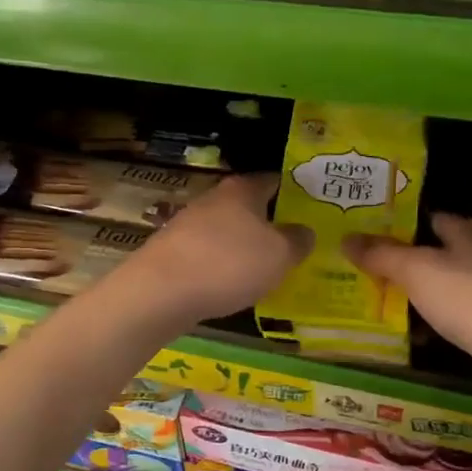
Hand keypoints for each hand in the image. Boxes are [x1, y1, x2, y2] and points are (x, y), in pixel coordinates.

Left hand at [123, 173, 311, 325]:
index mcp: (242, 190)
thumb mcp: (280, 254)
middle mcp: (214, 199)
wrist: (160, 291)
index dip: (293, 190)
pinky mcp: (173, 251)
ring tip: (266, 268)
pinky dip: (222, 265)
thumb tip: (305, 231)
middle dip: (268, 221)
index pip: (273, 179)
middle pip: (248, 205)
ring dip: (244, 245)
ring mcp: (188, 224)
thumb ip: (298, 240)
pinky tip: (232, 284)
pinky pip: (208, 254)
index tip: (311, 206)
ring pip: (227, 230)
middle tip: (294, 241)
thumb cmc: (229, 263)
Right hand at [344, 213, 471, 409]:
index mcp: (470, 231)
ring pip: (444, 287)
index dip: (395, 225)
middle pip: (434, 253)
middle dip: (400, 263)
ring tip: (375, 304)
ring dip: (416, 296)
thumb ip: (381, 253)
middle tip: (359, 271)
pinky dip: (434, 323)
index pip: (427, 217)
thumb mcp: (416, 270)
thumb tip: (346, 237)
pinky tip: (412, 336)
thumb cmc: (471, 299)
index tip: (361, 236)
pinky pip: (456, 317)